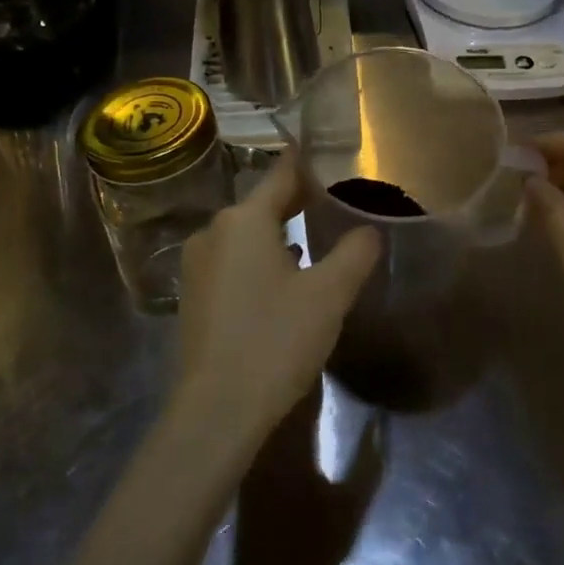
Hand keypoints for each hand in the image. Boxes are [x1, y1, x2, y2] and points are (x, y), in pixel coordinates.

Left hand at [172, 155, 380, 451]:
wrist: (216, 410)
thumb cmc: (276, 340)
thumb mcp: (329, 294)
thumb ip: (355, 253)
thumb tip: (369, 230)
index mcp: (244, 220)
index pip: (282, 175)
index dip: (307, 164)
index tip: (329, 154)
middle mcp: (213, 232)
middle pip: (262, 205)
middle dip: (297, 202)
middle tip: (335, 203)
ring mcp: (197, 266)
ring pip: (246, 236)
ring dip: (279, 235)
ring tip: (315, 241)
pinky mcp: (194, 297)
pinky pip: (233, 262)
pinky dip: (259, 261)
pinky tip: (283, 281)